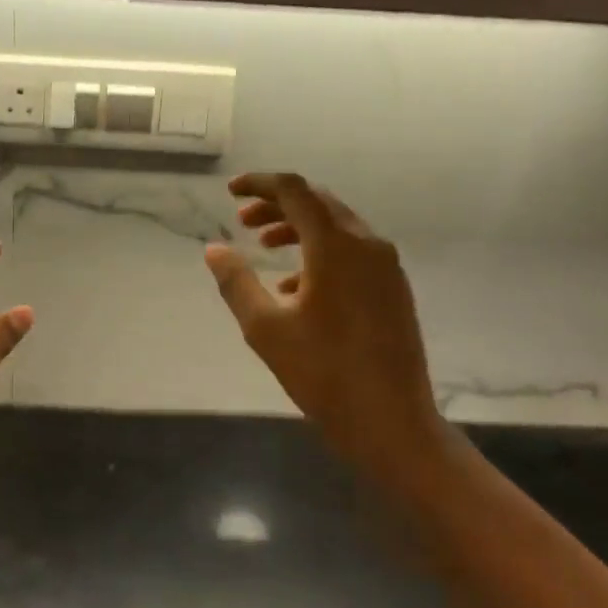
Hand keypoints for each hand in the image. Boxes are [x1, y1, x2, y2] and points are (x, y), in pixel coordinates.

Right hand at [205, 173, 445, 474]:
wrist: (393, 424)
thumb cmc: (324, 374)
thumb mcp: (266, 328)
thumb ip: (237, 282)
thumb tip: (214, 249)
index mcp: (336, 246)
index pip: (295, 190)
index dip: (260, 183)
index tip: (231, 191)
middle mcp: (367, 244)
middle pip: (318, 203)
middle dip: (277, 205)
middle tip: (243, 221)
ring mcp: (386, 266)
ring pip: (337, 226)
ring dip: (298, 228)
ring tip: (265, 246)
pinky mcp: (394, 288)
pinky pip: (353, 251)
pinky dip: (320, 252)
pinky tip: (295, 286)